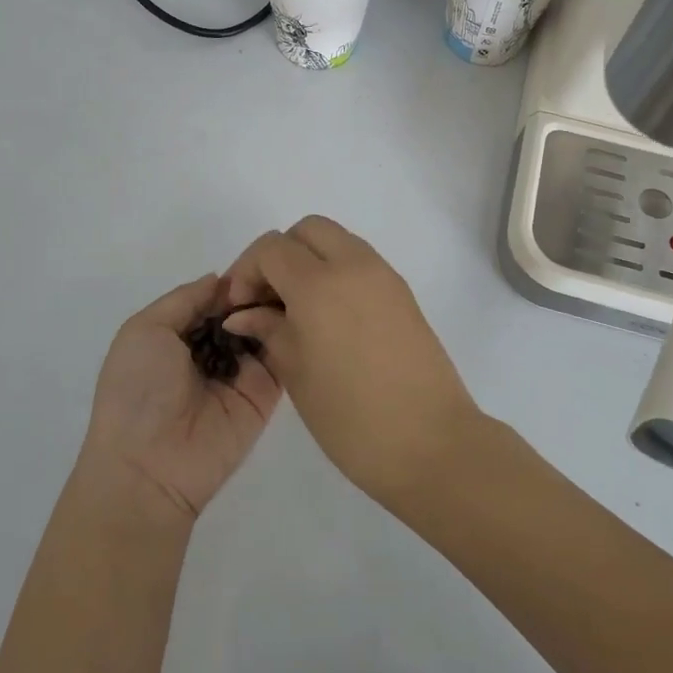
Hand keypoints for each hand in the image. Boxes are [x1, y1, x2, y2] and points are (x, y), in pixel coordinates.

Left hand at [81, 273, 282, 522]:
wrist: (149, 465)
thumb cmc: (137, 390)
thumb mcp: (144, 329)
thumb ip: (185, 299)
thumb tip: (220, 279)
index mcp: (179, 334)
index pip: (215, 297)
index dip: (234, 278)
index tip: (261, 256)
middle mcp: (211, 350)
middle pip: (243, 310)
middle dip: (259, 290)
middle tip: (283, 268)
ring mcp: (241, 372)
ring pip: (265, 329)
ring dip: (275, 308)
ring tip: (294, 284)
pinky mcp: (265, 394)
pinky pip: (281, 358)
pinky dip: (288, 334)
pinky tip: (299, 313)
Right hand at [223, 216, 479, 505]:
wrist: (431, 442)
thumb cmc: (351, 417)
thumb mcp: (296, 373)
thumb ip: (269, 330)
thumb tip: (244, 313)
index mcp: (319, 285)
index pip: (272, 249)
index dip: (246, 271)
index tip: (240, 307)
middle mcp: (354, 266)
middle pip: (307, 230)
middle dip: (279, 254)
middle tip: (268, 298)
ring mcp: (384, 276)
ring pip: (337, 241)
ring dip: (310, 260)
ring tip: (296, 309)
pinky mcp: (402, 292)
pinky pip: (360, 262)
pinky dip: (336, 272)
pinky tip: (328, 317)